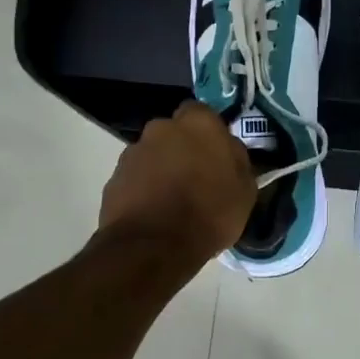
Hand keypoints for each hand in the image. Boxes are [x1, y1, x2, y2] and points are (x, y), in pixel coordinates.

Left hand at [99, 102, 255, 263]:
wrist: (154, 246)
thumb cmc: (209, 213)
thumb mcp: (245, 190)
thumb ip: (236, 160)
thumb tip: (228, 151)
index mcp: (198, 123)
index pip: (202, 112)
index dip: (208, 132)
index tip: (215, 154)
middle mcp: (162, 128)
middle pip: (173, 132)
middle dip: (181, 148)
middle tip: (195, 177)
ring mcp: (133, 151)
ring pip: (152, 154)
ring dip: (161, 169)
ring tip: (172, 201)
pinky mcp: (114, 177)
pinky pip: (135, 177)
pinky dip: (143, 189)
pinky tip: (154, 213)